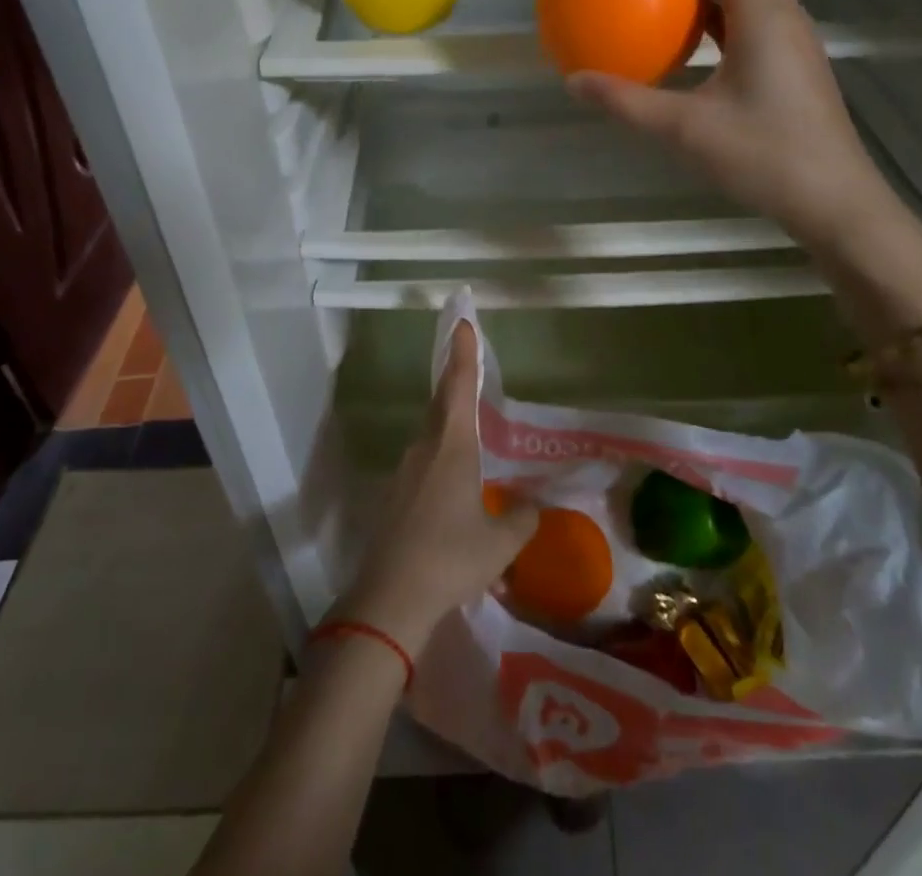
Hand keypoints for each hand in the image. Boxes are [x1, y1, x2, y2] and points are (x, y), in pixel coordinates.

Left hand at [337, 321, 538, 655]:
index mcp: (452, 446)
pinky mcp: (394, 498)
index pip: (459, 387)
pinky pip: (423, 465)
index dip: (463, 353)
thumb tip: (531, 508)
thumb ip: (522, 519)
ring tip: (471, 436)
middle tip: (469, 367)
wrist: (390, 599)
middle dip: (455, 383)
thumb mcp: (500, 542)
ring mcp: (404, 473)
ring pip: (431, 437)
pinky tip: (453, 490)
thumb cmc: (451, 558)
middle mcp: (424, 449)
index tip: (462, 322)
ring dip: (449, 426)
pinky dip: (441, 461)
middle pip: (441, 406)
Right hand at [568, 0, 894, 253]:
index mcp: (763, 16)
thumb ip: (627, 102)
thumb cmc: (765, 158)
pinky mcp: (795, 62)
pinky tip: (696, 31)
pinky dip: (725, 3)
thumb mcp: (686, 131)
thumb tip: (574, 81)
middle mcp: (785, 15)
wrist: (835, 200)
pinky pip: (758, 11)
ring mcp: (795, 39)